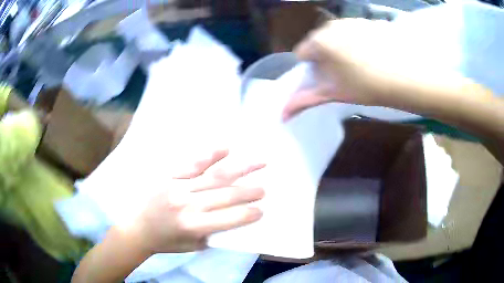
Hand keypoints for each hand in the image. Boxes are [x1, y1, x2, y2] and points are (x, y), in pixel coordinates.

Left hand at [125, 149, 264, 254]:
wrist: (136, 228)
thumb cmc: (165, 241)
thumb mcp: (192, 246)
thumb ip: (214, 234)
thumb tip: (234, 220)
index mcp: (193, 225)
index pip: (229, 218)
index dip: (248, 214)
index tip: (262, 210)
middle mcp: (188, 204)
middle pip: (226, 195)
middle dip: (249, 191)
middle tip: (264, 188)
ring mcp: (178, 186)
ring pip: (215, 176)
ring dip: (240, 169)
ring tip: (259, 162)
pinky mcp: (170, 175)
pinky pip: (192, 163)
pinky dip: (210, 155)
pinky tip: (225, 148)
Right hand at [282, 19, 405, 119]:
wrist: (408, 75)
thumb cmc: (368, 86)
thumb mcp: (336, 93)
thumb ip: (306, 100)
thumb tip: (281, 115)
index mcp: (319, 41)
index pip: (302, 53)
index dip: (310, 69)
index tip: (326, 80)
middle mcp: (332, 25)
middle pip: (320, 43)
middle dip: (327, 58)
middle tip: (345, 75)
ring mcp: (353, 21)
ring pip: (339, 36)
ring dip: (344, 49)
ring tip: (364, 66)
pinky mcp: (371, 22)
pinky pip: (357, 32)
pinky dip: (361, 42)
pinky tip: (377, 55)